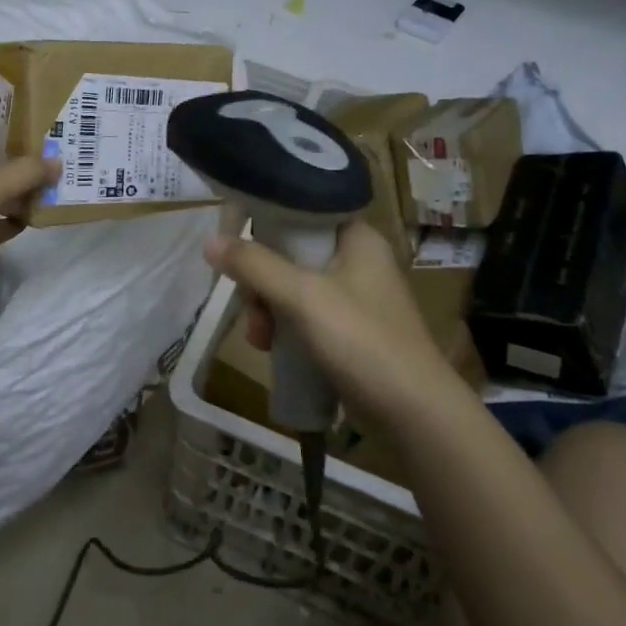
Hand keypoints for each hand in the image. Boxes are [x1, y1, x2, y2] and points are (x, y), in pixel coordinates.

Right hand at [206, 220, 464, 433]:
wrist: (415, 414)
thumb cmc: (362, 341)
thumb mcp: (303, 297)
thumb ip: (256, 266)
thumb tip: (210, 240)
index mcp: (357, 237)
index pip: (301, 210)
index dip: (265, 224)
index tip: (237, 250)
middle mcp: (358, 259)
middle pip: (291, 252)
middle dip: (262, 281)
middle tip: (250, 307)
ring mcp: (356, 296)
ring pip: (294, 286)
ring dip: (269, 309)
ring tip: (260, 339)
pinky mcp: (352, 329)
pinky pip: (306, 314)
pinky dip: (286, 327)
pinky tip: (273, 349)